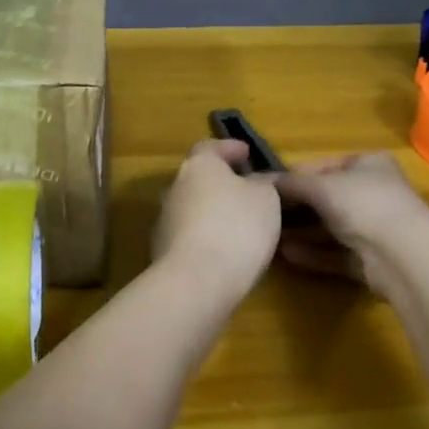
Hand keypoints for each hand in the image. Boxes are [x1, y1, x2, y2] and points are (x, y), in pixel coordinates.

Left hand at [151, 139, 282, 294]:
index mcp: (199, 165)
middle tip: (246, 192)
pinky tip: (225, 252)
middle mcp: (175, 187)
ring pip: (193, 208)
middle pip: (199, 179)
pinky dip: (206, 238)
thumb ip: (262, 184)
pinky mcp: (162, 252)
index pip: (210, 147)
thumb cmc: (236, 227)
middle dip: (221, 184)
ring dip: (213, 213)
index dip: (229, 148)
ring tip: (240, 226)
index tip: (246, 153)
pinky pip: (189, 236)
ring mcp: (165, 221)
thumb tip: (257, 181)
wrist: (196, 282)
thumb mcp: (266, 199)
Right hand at [273, 152, 428, 297]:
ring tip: (270, 236)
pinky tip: (287, 255)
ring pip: (331, 229)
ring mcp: (375, 229)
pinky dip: (313, 253)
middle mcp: (374, 193)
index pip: (324, 167)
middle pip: (326, 199)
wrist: (404, 256)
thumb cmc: (363, 204)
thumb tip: (259, 180)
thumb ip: (290, 183)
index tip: (266, 187)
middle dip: (295, 208)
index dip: (294, 176)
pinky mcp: (372, 261)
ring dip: (301, 232)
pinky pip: (336, 254)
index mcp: (368, 164)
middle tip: (264, 215)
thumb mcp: (321, 186)